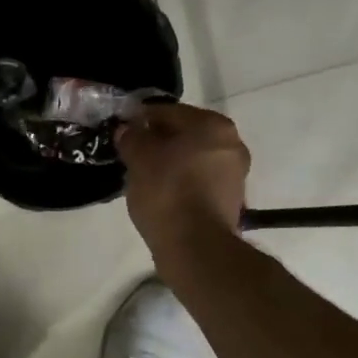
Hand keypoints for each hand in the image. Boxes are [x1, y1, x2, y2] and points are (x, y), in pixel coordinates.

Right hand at [115, 103, 249, 263]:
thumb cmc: (167, 191)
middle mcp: (231, 143)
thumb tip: (128, 130)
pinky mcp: (231, 200)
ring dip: (169, 162)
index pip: (168, 111)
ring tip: (143, 176)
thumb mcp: (138, 157)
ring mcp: (235, 174)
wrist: (196, 246)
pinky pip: (198, 181)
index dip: (141, 119)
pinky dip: (181, 182)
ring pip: (192, 158)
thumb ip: (132, 137)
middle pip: (184, 134)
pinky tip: (160, 194)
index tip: (123, 130)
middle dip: (158, 141)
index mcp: (213, 124)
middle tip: (131, 153)